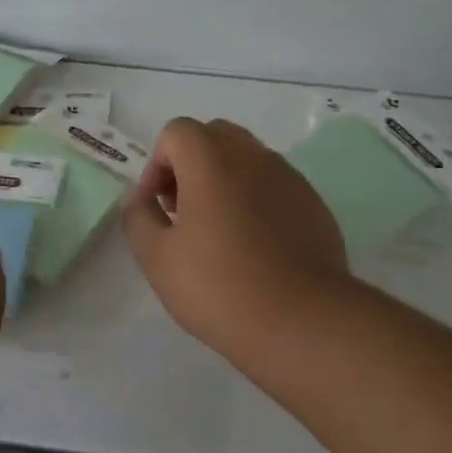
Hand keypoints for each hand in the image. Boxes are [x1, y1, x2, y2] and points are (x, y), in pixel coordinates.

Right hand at [123, 118, 350, 362]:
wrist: (301, 320)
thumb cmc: (220, 287)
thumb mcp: (157, 258)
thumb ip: (138, 216)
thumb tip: (138, 195)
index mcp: (212, 161)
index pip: (177, 132)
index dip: (157, 164)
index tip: (158, 207)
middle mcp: (254, 157)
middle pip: (215, 136)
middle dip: (191, 164)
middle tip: (183, 211)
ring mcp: (289, 178)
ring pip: (248, 158)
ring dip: (224, 180)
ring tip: (218, 232)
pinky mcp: (313, 203)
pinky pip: (275, 185)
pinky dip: (256, 199)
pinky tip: (255, 246)